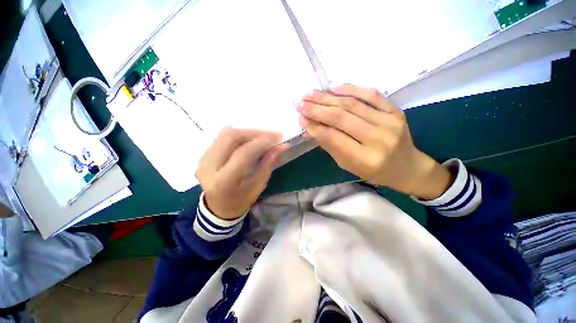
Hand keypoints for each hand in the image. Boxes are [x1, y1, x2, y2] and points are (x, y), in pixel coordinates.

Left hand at [196, 128, 287, 219]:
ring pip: (225, 134)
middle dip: (254, 133)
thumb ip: (268, 164)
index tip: (278, 139)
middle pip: (230, 137)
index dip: (261, 143)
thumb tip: (282, 146)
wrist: (218, 208)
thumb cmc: (241, 201)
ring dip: (248, 132)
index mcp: (222, 182)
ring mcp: (203, 159)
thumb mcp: (258, 186)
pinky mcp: (204, 155)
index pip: (242, 154)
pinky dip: (240, 136)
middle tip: (272, 135)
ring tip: (264, 137)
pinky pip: (223, 137)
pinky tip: (251, 140)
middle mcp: (208, 167)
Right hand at [296, 84, 452, 199]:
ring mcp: (389, 122)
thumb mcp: (347, 165)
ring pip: (352, 104)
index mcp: (365, 159)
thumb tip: (310, 127)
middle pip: (341, 118)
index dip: (314, 126)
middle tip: (299, 102)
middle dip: (316, 108)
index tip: (299, 117)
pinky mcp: (395, 110)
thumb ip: (329, 145)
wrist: (406, 166)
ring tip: (310, 94)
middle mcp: (378, 139)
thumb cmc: (373, 171)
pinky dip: (350, 88)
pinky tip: (333, 87)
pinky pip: (371, 94)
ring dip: (327, 97)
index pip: (333, 137)